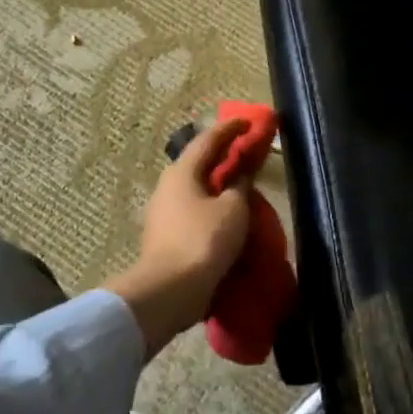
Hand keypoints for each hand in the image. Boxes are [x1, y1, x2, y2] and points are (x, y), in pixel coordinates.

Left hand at [104, 119, 252, 354]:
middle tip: (246, 153)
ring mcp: (163, 214)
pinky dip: (212, 208)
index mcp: (182, 173)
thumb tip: (240, 177)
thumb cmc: (203, 241)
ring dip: (217, 185)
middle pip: (198, 164)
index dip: (230, 129)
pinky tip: (227, 217)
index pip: (208, 140)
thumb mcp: (232, 210)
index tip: (249, 122)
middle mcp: (167, 188)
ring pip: (195, 190)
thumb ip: (239, 187)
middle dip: (222, 156)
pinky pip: (194, 212)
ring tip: (240, 187)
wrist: (169, 291)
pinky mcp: (166, 238)